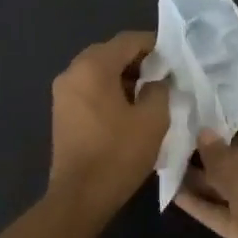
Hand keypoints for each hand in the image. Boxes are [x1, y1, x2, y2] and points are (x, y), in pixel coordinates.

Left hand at [47, 31, 169, 217]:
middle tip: (164, 77)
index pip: (128, 40)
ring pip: (99, 71)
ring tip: (150, 94)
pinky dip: (110, 90)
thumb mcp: (153, 119)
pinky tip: (129, 109)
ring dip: (124, 77)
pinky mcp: (62, 111)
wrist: (80, 196)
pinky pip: (90, 88)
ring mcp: (63, 92)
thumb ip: (160, 89)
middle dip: (139, 61)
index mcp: (93, 67)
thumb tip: (158, 80)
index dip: (155, 45)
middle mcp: (73, 71)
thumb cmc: (118, 154)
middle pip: (111, 53)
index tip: (175, 59)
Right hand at [175, 109, 237, 237]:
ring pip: (220, 182)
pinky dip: (196, 201)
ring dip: (195, 172)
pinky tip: (169, 189)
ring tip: (160, 153)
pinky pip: (216, 209)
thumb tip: (204, 131)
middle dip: (202, 141)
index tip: (192, 97)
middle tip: (167, 124)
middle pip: (231, 152)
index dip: (223, 110)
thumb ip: (222, 157)